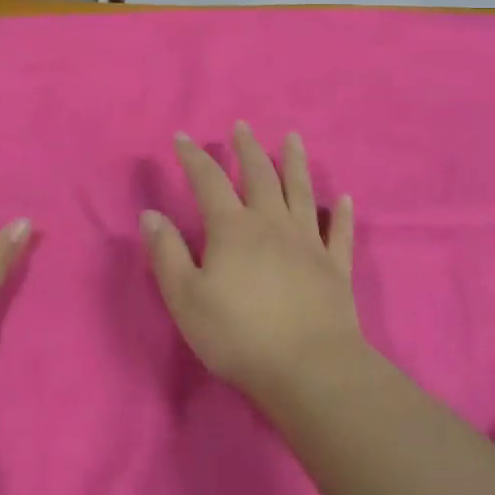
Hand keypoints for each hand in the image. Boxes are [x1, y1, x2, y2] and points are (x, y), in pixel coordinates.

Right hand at [141, 122, 362, 401]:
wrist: (308, 368)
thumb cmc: (238, 335)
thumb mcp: (186, 298)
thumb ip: (167, 253)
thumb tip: (150, 214)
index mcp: (233, 228)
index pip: (209, 181)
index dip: (194, 157)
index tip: (182, 137)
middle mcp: (272, 222)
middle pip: (260, 174)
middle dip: (248, 148)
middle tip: (242, 126)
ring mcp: (308, 241)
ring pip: (301, 191)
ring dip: (295, 162)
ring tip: (293, 138)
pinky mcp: (335, 266)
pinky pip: (339, 232)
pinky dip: (341, 214)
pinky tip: (344, 199)